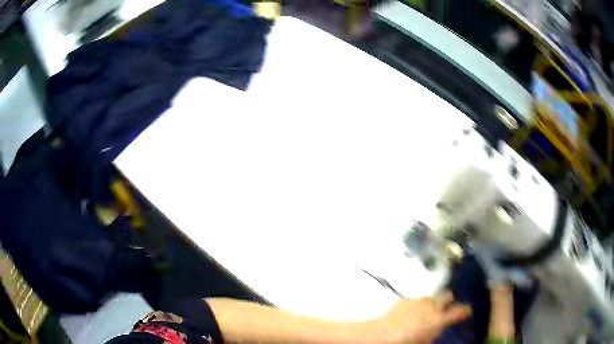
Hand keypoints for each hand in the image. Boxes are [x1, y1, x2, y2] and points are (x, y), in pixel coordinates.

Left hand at [370, 291, 470, 343]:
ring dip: (431, 303)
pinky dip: (417, 305)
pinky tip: (411, 312)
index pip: (460, 310)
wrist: (382, 334)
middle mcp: (433, 306)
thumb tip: (437, 330)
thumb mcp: (425, 341)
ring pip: (431, 297)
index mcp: (440, 319)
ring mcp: (419, 300)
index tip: (468, 310)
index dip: (466, 310)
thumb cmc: (407, 342)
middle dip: (449, 300)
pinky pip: (417, 300)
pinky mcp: (406, 299)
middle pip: (447, 295)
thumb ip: (435, 333)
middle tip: (445, 308)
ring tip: (425, 312)